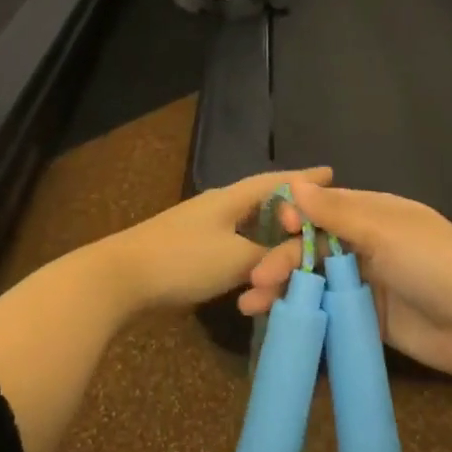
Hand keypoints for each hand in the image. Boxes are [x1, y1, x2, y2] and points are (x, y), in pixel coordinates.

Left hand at [102, 168, 331, 312]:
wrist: (121, 277)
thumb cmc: (182, 260)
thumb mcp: (236, 259)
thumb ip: (270, 256)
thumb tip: (293, 254)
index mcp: (231, 198)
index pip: (276, 182)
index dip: (304, 179)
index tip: (331, 174)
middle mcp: (219, 206)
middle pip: (264, 202)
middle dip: (292, 209)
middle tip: (318, 218)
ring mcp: (202, 226)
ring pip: (248, 227)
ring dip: (271, 238)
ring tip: (292, 248)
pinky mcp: (190, 249)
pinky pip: (233, 245)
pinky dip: (251, 255)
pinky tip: (256, 269)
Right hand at [239, 179, 451, 382]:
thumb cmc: (435, 264)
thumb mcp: (385, 231)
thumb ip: (336, 214)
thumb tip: (294, 184)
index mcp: (375, 214)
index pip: (325, 208)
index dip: (296, 217)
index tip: (274, 228)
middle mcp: (369, 245)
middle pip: (315, 247)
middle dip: (283, 259)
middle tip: (256, 280)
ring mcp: (369, 284)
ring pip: (317, 280)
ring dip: (285, 288)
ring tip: (251, 305)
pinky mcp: (370, 320)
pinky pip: (329, 312)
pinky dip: (304, 314)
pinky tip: (278, 322)